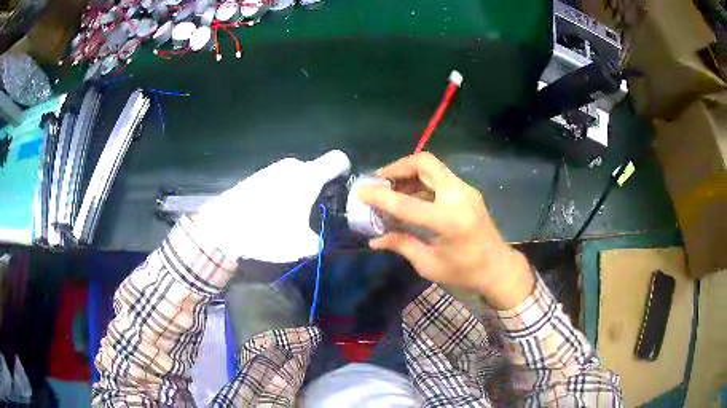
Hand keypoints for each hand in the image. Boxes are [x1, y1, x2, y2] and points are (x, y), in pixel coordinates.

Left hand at [194, 150, 350, 262]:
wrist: (223, 226)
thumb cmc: (267, 231)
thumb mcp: (300, 245)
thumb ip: (317, 241)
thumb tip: (318, 240)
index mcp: (308, 176)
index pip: (337, 159)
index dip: (344, 170)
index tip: (341, 186)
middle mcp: (291, 167)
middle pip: (315, 171)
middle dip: (318, 189)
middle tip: (313, 212)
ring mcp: (271, 169)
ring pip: (295, 177)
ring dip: (298, 192)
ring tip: (288, 217)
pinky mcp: (256, 176)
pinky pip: (278, 181)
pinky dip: (281, 194)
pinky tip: (269, 213)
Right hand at [358, 152, 533, 308]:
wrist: (498, 268)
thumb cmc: (465, 272)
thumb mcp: (429, 265)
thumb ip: (402, 245)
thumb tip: (374, 239)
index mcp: (448, 221)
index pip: (406, 203)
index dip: (380, 196)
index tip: (361, 191)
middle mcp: (459, 197)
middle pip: (425, 163)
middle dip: (398, 167)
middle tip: (380, 180)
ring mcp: (466, 191)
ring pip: (433, 167)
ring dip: (409, 173)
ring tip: (392, 188)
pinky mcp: (468, 191)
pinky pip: (440, 177)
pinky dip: (421, 181)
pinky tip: (411, 196)